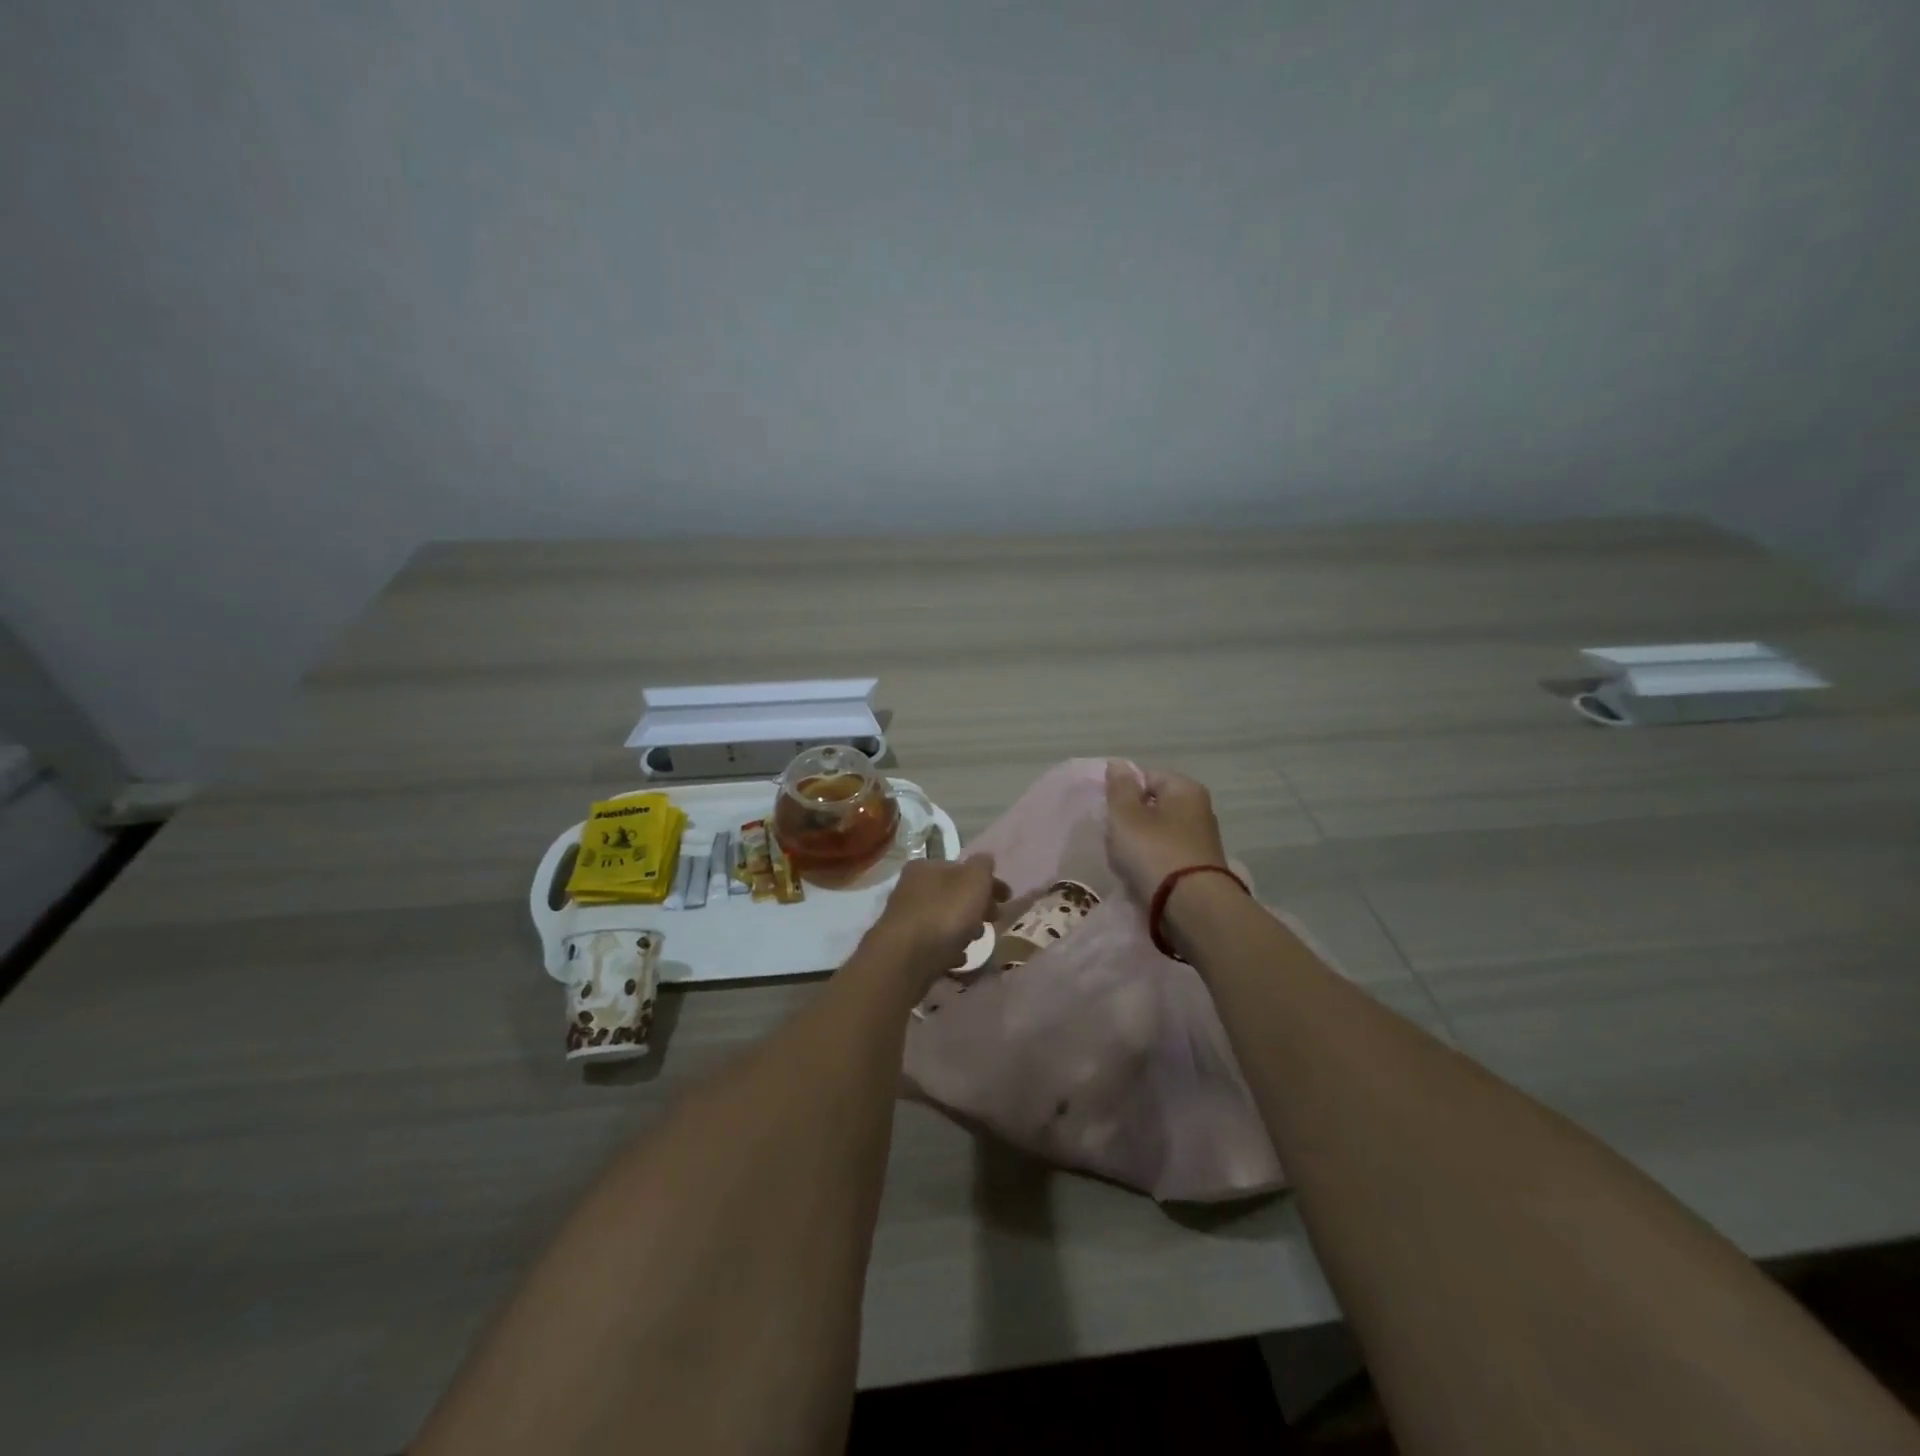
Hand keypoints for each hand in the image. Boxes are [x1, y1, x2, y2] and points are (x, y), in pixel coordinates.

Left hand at [866, 854, 1005, 991]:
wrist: (905, 959)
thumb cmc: (944, 914)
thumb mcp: (973, 881)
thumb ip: (983, 866)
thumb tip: (985, 859)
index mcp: (926, 866)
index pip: (963, 869)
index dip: (988, 882)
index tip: (1007, 899)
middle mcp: (911, 887)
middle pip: (954, 894)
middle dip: (977, 907)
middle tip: (993, 921)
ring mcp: (906, 918)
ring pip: (944, 918)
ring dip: (964, 928)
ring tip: (974, 941)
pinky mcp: (904, 946)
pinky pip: (934, 943)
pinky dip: (948, 947)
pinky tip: (957, 958)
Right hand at [1104, 761, 1229, 902]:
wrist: (1191, 907)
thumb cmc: (1154, 852)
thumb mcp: (1125, 815)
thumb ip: (1119, 788)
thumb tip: (1118, 764)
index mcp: (1185, 789)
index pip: (1145, 777)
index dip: (1122, 793)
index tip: (1109, 814)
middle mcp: (1199, 809)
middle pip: (1150, 807)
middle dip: (1129, 822)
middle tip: (1115, 839)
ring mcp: (1201, 841)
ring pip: (1155, 834)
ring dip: (1137, 846)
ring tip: (1125, 863)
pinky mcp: (1198, 868)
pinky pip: (1164, 858)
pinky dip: (1151, 865)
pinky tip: (1140, 878)